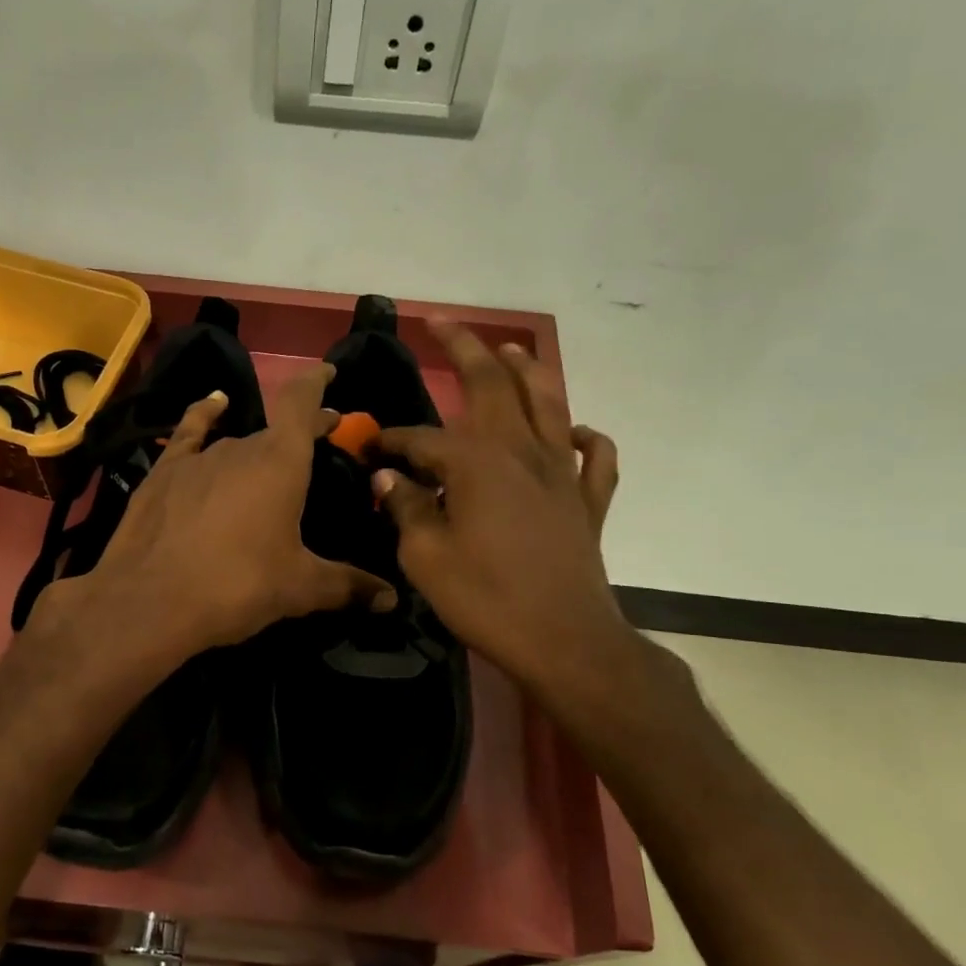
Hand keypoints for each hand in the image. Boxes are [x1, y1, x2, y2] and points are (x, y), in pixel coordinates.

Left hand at [43, 363, 395, 663]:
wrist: (150, 601)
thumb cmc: (237, 586)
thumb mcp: (300, 589)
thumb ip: (349, 586)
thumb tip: (392, 600)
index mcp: (281, 463)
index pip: (303, 404)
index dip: (317, 384)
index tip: (329, 372)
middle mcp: (241, 447)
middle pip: (276, 430)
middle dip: (299, 434)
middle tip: (317, 445)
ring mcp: (198, 457)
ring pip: (237, 441)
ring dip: (257, 446)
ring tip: (269, 460)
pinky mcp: (163, 472)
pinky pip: (190, 432)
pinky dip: (204, 416)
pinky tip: (213, 405)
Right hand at [373, 323, 636, 701]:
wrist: (564, 641)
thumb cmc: (486, 599)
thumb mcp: (426, 558)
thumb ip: (405, 509)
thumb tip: (388, 477)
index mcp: (477, 464)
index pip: (423, 438)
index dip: (392, 440)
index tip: (369, 448)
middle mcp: (523, 452)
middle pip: (494, 385)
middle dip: (465, 349)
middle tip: (444, 324)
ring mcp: (562, 473)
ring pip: (549, 403)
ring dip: (528, 370)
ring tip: (511, 348)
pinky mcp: (588, 501)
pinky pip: (595, 456)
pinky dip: (585, 437)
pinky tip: (572, 433)